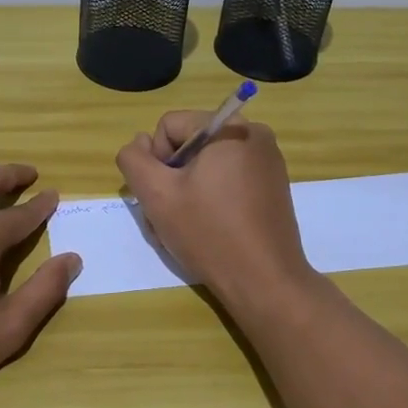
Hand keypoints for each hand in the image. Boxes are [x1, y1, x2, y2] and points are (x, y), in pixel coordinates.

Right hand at [115, 114, 313, 308]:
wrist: (264, 281)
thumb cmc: (208, 233)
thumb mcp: (156, 194)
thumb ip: (134, 160)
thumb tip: (140, 143)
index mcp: (229, 127)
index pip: (169, 126)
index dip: (156, 160)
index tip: (164, 195)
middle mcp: (254, 134)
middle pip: (189, 144)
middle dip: (172, 177)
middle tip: (170, 216)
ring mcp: (268, 161)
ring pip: (207, 164)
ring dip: (188, 191)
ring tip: (186, 226)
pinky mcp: (273, 186)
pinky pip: (229, 178)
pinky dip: (212, 197)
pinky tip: (208, 228)